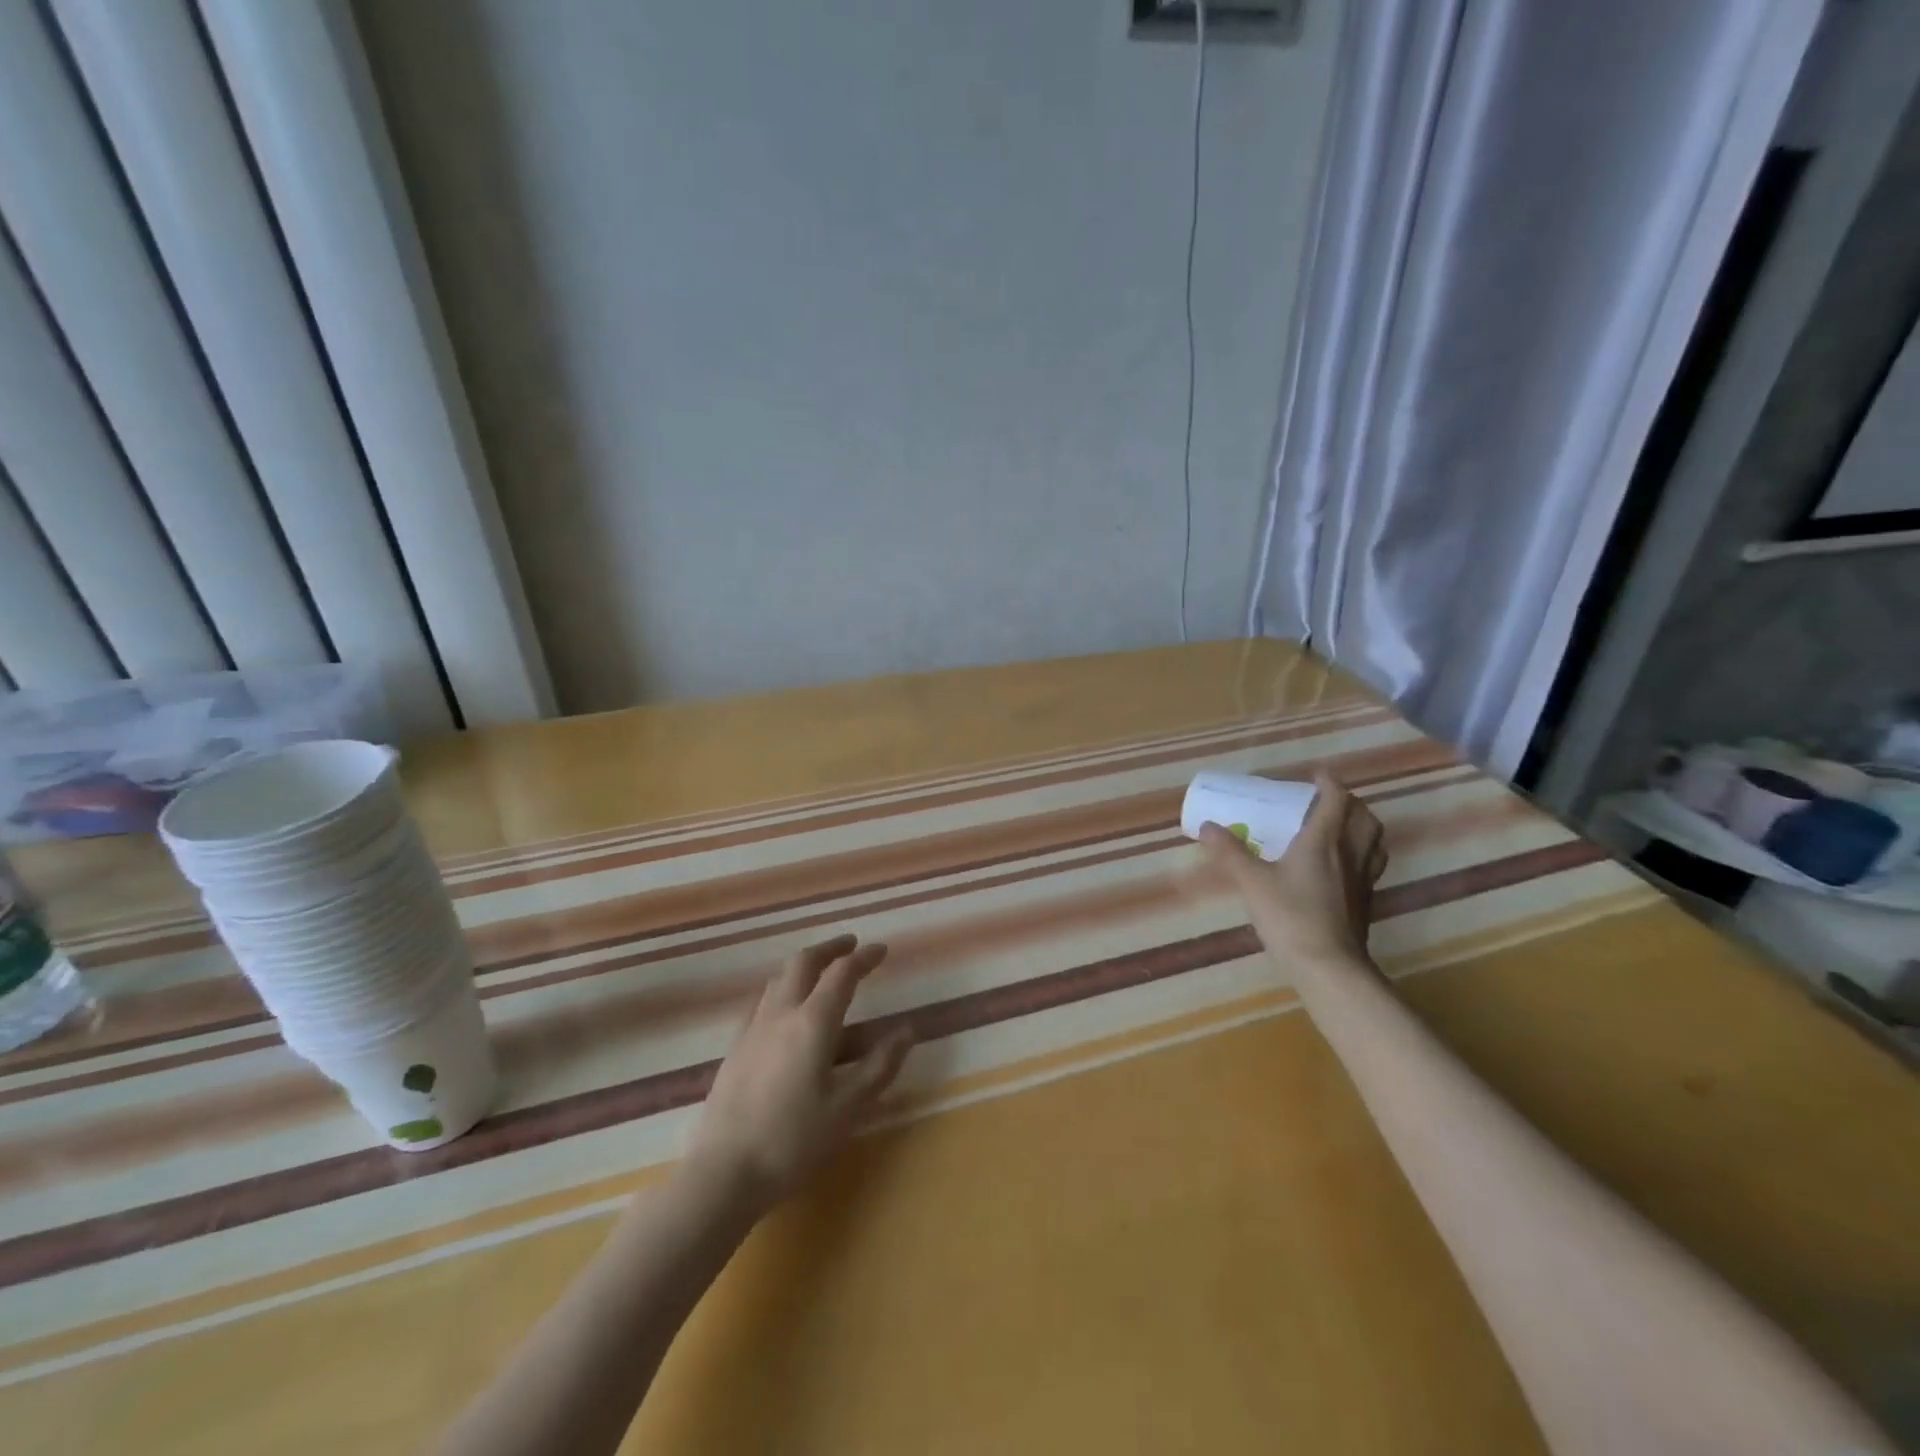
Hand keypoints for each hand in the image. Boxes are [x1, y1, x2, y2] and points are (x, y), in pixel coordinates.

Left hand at [685, 934, 913, 1217]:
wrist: (723, 1172)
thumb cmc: (793, 1141)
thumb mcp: (847, 1108)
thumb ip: (880, 1066)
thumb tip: (907, 1030)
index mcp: (812, 1022)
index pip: (842, 973)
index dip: (864, 958)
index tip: (881, 950)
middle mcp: (781, 1013)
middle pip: (804, 962)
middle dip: (830, 949)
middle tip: (850, 946)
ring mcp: (752, 1028)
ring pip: (779, 978)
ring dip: (804, 965)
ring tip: (821, 972)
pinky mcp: (735, 1047)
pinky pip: (762, 1000)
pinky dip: (782, 988)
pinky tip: (784, 1008)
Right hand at [1199, 771, 1386, 972]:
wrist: (1328, 967)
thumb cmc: (1290, 916)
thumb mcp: (1252, 882)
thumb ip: (1230, 852)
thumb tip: (1207, 826)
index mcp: (1324, 842)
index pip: (1336, 800)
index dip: (1329, 783)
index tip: (1316, 774)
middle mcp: (1350, 855)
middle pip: (1364, 818)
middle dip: (1350, 803)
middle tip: (1328, 801)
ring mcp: (1363, 880)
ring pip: (1374, 842)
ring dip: (1362, 827)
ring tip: (1341, 827)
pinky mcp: (1365, 903)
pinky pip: (1371, 866)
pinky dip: (1361, 854)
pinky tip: (1341, 867)